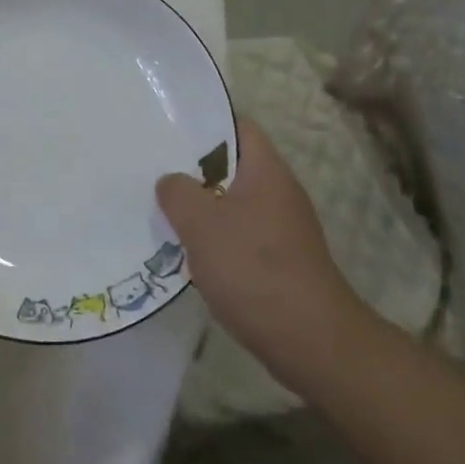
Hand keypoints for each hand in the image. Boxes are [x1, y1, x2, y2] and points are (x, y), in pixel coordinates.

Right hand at [157, 116, 366, 375]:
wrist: (311, 342)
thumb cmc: (254, 269)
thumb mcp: (202, 223)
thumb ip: (178, 192)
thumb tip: (171, 181)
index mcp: (266, 170)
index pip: (236, 126)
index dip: (204, 121)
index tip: (167, 127)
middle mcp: (278, 192)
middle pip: (231, 165)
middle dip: (193, 167)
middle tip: (153, 168)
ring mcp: (281, 229)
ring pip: (232, 202)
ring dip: (200, 206)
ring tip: (161, 208)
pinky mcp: (278, 262)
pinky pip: (238, 235)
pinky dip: (213, 238)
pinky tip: (186, 251)